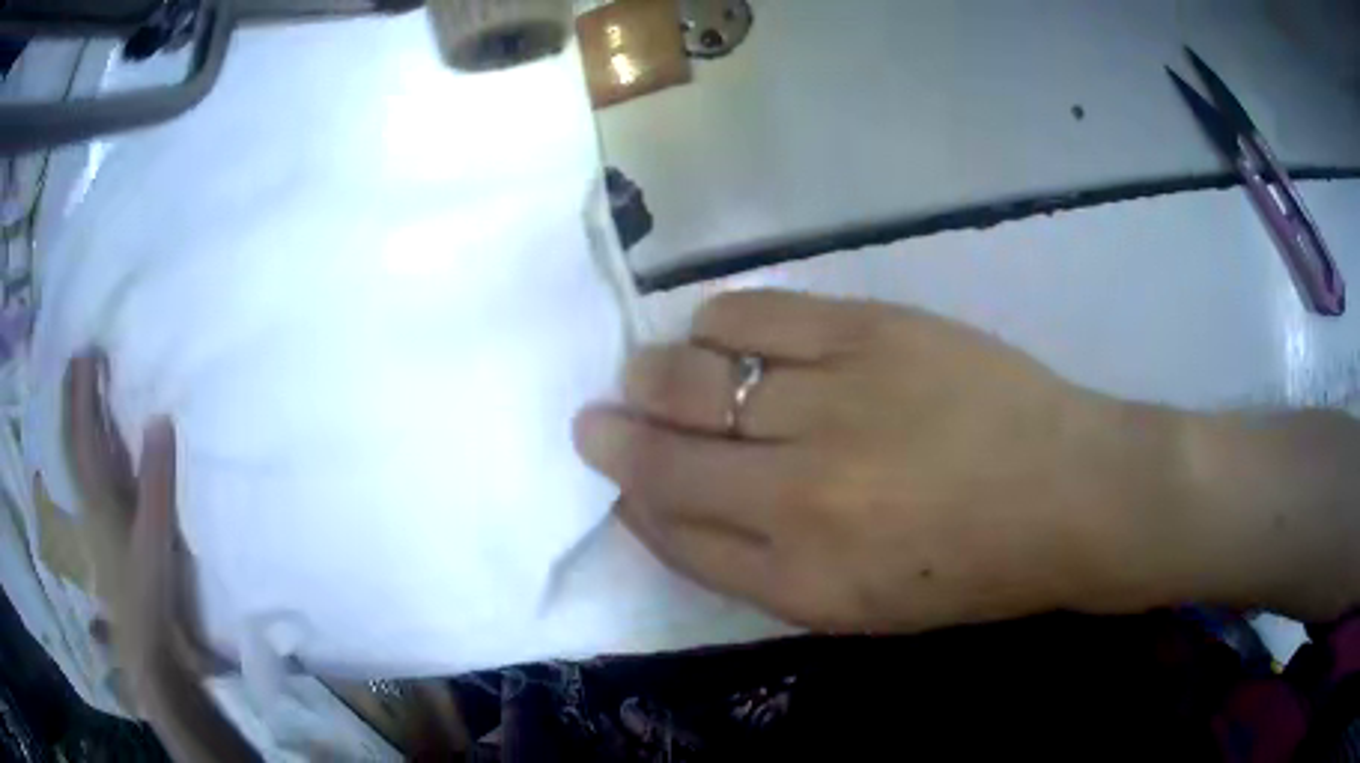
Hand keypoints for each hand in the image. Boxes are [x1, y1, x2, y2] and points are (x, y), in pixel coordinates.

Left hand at [62, 353, 212, 699]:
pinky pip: (88, 476)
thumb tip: (160, 418)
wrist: (146, 646)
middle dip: (73, 397)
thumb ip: (156, 482)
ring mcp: (94, 516)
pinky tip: (92, 443)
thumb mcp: (156, 538)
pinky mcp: (103, 530)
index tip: (87, 351)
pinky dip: (86, 449)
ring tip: (80, 387)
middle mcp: (90, 499)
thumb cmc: (149, 592)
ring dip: (77, 419)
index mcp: (100, 498)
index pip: (85, 434)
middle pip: (73, 440)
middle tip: (78, 358)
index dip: (83, 392)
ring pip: (77, 457)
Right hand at [574, 291, 1189, 632]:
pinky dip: (715, 323)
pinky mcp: (869, 331)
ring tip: (654, 373)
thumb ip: (753, 566)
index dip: (631, 499)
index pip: (672, 531)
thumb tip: (666, 506)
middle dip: (613, 435)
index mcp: (802, 580)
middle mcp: (802, 495)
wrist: (1069, 493)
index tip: (616, 476)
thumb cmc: (969, 569)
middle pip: (665, 456)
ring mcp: (836, 402)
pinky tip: (716, 333)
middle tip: (600, 417)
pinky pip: (751, 316)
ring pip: (694, 376)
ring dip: (655, 375)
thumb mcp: (854, 605)